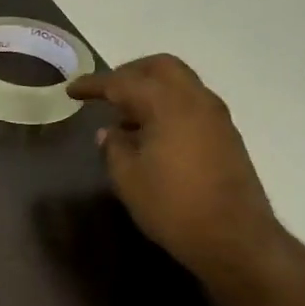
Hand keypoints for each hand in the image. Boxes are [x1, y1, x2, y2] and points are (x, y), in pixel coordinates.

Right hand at [68, 55, 286, 281]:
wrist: (233, 238)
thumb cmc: (172, 206)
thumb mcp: (127, 178)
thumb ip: (113, 147)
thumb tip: (110, 132)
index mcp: (168, 105)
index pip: (123, 82)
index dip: (94, 84)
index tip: (71, 90)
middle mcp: (196, 101)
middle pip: (161, 67)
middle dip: (129, 73)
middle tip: (105, 91)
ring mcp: (216, 117)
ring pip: (180, 84)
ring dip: (150, 90)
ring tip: (124, 116)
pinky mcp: (225, 136)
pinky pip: (190, 105)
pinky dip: (167, 106)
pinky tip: (150, 134)